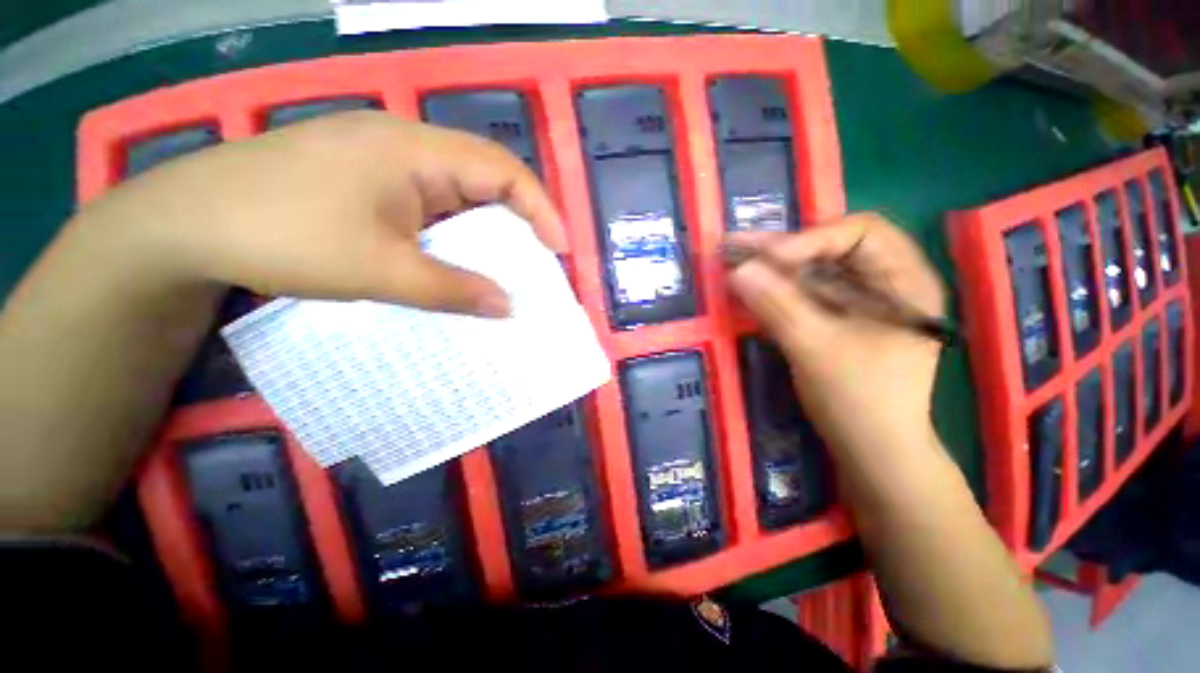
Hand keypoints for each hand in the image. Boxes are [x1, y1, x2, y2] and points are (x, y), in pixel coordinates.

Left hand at [77, 111, 565, 315]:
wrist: (184, 224)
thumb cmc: (283, 235)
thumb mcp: (380, 270)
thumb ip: (453, 290)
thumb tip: (508, 307)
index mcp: (415, 151)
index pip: (502, 170)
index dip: (540, 209)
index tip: (559, 249)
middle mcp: (406, 146)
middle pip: (484, 178)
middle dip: (518, 221)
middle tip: (536, 262)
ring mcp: (384, 162)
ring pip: (457, 193)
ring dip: (484, 230)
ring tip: (502, 267)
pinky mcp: (367, 181)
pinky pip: (430, 204)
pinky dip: (453, 233)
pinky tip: (453, 258)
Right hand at [726, 213, 945, 457]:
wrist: (873, 451)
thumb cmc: (858, 401)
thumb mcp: (814, 347)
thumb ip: (776, 304)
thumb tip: (737, 270)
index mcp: (906, 282)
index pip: (862, 233)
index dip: (813, 239)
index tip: (769, 259)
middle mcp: (888, 283)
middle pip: (834, 248)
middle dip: (784, 248)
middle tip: (738, 246)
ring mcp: (862, 302)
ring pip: (816, 270)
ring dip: (775, 265)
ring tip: (735, 259)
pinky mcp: (840, 319)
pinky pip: (807, 293)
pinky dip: (778, 288)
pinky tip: (750, 286)